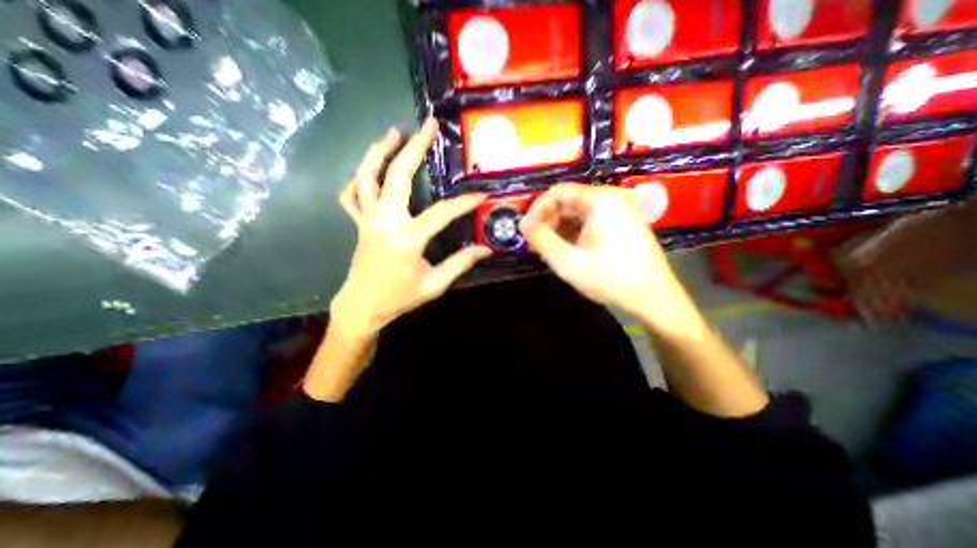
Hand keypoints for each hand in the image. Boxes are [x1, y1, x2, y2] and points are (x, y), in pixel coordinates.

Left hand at [333, 118, 493, 336]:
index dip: (464, 203)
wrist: (363, 306)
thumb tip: (486, 249)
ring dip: (379, 151)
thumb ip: (460, 263)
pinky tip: (369, 169)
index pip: (442, 213)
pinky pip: (351, 195)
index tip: (481, 195)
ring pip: (367, 176)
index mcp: (407, 237)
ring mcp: (367, 219)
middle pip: (397, 176)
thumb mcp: (435, 285)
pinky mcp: (359, 223)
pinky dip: (358, 178)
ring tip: (394, 132)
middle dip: (414, 148)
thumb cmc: (399, 297)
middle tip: (427, 125)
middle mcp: (385, 220)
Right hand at [518, 185, 693, 328]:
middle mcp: (612, 198)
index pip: (558, 192)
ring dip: (559, 229)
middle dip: (547, 222)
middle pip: (568, 201)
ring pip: (578, 213)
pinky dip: (573, 234)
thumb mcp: (567, 261)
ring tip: (547, 250)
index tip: (525, 230)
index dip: (536, 209)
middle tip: (534, 243)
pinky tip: (565, 250)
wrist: (654, 298)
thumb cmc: (610, 278)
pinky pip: (589, 222)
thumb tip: (522, 223)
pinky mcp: (622, 223)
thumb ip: (540, 239)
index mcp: (601, 199)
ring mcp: (619, 210)